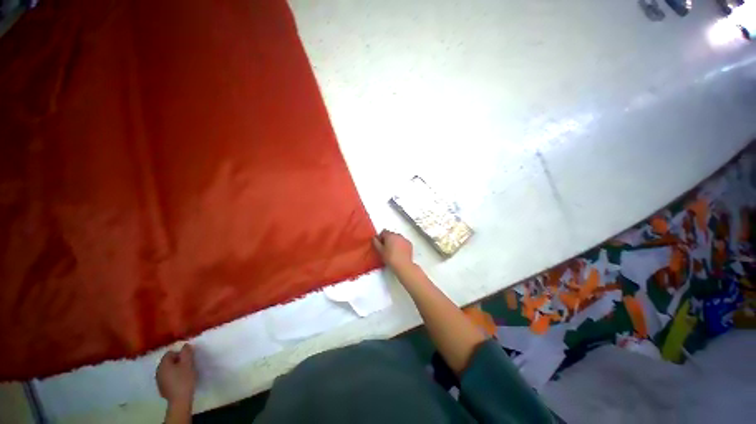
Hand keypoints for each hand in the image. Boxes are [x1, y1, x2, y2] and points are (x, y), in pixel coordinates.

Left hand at [156, 344, 196, 406]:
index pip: (170, 353)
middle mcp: (158, 371)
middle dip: (178, 361)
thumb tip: (185, 345)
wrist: (180, 400)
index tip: (188, 359)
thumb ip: (186, 352)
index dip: (180, 353)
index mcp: (163, 364)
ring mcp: (159, 380)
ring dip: (175, 369)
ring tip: (185, 373)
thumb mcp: (188, 363)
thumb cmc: (184, 379)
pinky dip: (173, 377)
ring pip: (167, 370)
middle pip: (168, 361)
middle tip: (188, 365)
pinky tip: (180, 381)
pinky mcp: (162, 388)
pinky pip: (167, 378)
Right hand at [373, 230, 413, 272]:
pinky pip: (403, 242)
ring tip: (392, 251)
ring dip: (394, 242)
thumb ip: (376, 242)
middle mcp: (398, 235)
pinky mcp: (409, 244)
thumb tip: (374, 238)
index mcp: (390, 235)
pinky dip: (400, 245)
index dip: (380, 237)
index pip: (383, 232)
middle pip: (391, 234)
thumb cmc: (391, 258)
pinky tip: (398, 252)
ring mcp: (404, 239)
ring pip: (397, 238)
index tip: (379, 243)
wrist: (403, 265)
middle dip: (387, 239)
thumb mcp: (380, 251)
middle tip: (385, 248)